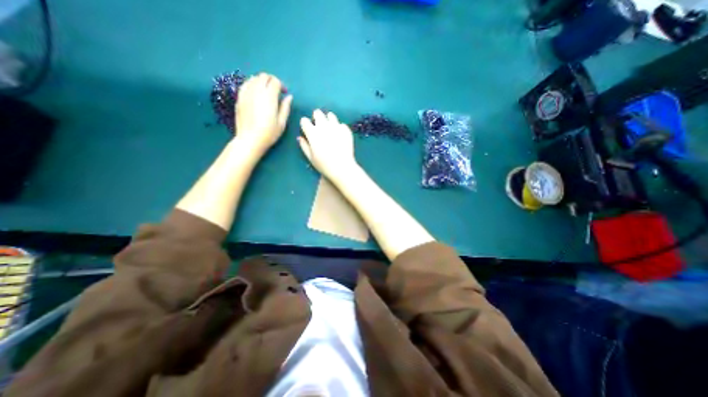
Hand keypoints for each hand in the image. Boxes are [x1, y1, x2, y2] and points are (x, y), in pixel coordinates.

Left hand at [234, 72, 292, 156]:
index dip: (281, 85)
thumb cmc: (269, 133)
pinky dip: (252, 85)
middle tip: (276, 91)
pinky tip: (255, 94)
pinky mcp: (239, 98)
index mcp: (269, 97)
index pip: (275, 81)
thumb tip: (289, 96)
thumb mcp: (282, 122)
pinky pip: (245, 84)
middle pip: (263, 76)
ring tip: (266, 92)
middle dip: (271, 80)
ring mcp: (246, 93)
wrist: (250, 140)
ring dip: (261, 81)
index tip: (284, 93)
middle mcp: (256, 91)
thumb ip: (285, 107)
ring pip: (253, 78)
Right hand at [296, 108, 359, 181]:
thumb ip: (304, 146)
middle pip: (318, 113)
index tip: (307, 130)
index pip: (304, 120)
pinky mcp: (346, 130)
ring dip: (328, 120)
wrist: (342, 167)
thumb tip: (300, 138)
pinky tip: (340, 136)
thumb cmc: (324, 165)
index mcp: (312, 132)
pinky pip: (341, 124)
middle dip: (316, 117)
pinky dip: (339, 128)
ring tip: (330, 129)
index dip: (305, 125)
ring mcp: (336, 126)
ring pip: (330, 115)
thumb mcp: (311, 157)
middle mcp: (324, 126)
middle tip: (319, 126)